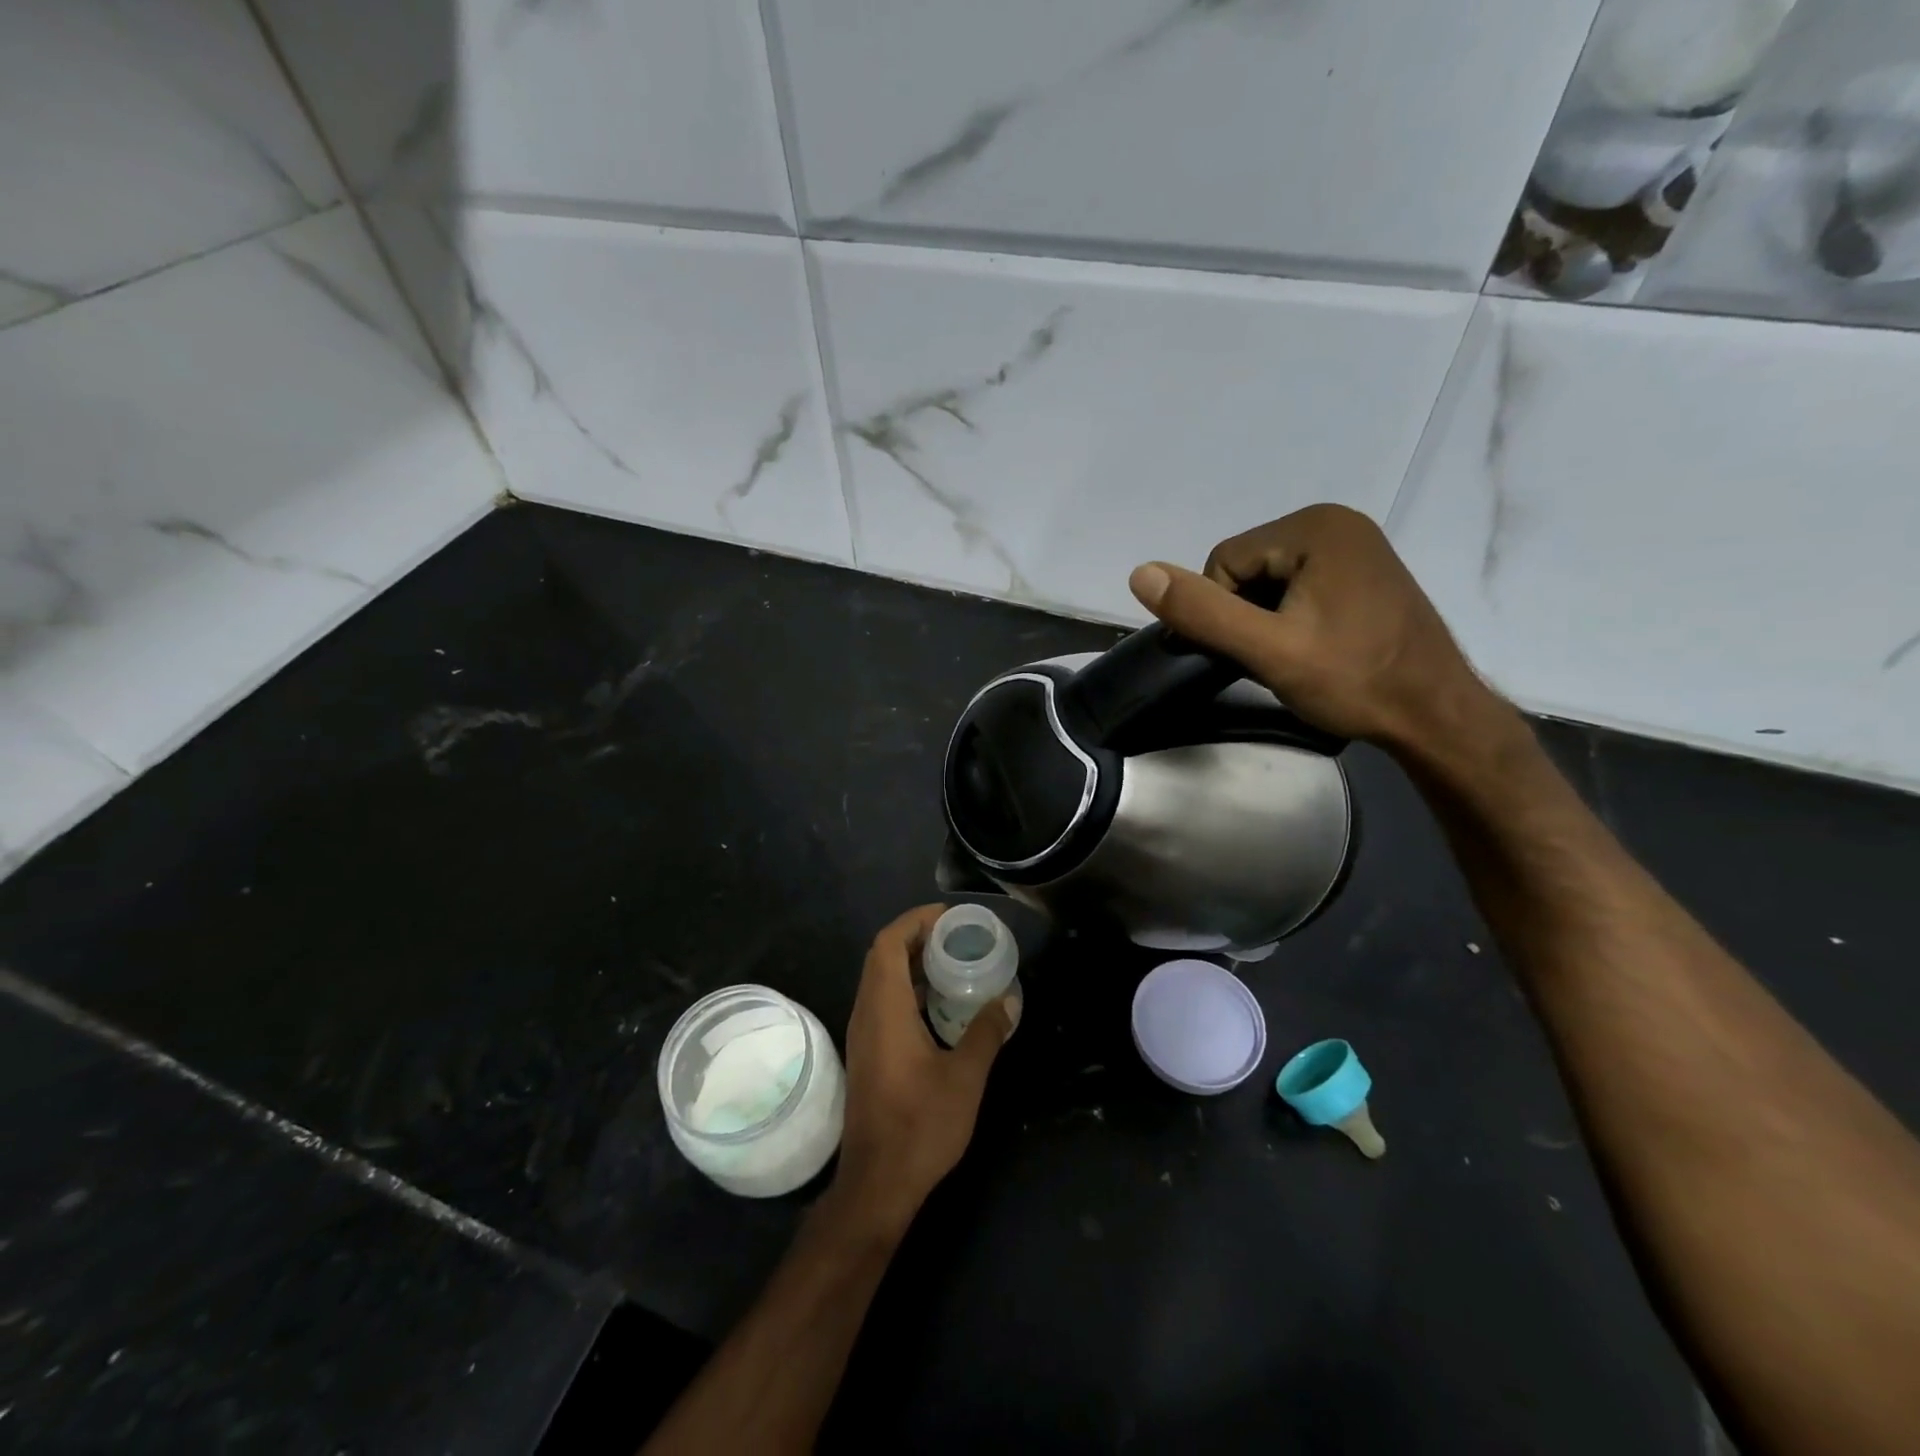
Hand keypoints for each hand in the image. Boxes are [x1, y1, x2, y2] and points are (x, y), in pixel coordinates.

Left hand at [832, 905, 1018, 1236]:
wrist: (876, 1185)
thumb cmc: (920, 1126)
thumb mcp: (965, 1077)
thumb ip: (987, 1032)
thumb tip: (1009, 998)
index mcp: (884, 1009)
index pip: (887, 944)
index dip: (914, 921)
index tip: (949, 916)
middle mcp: (866, 1014)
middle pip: (882, 957)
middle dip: (916, 937)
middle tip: (957, 935)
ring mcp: (863, 1035)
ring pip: (881, 980)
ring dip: (912, 963)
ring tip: (953, 961)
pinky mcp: (868, 1053)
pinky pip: (883, 1002)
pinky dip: (909, 989)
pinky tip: (940, 1004)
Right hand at [1128, 504, 1502, 752]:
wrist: (1435, 714)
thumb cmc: (1354, 680)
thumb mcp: (1269, 650)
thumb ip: (1204, 612)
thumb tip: (1139, 573)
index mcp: (1314, 527)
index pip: (1225, 562)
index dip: (1222, 612)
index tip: (1251, 653)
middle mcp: (1336, 522)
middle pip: (1247, 567)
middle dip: (1245, 615)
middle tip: (1274, 659)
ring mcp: (1355, 545)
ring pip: (1270, 580)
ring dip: (1265, 619)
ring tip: (1295, 657)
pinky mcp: (1363, 571)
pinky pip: (1299, 585)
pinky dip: (1290, 616)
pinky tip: (1312, 647)